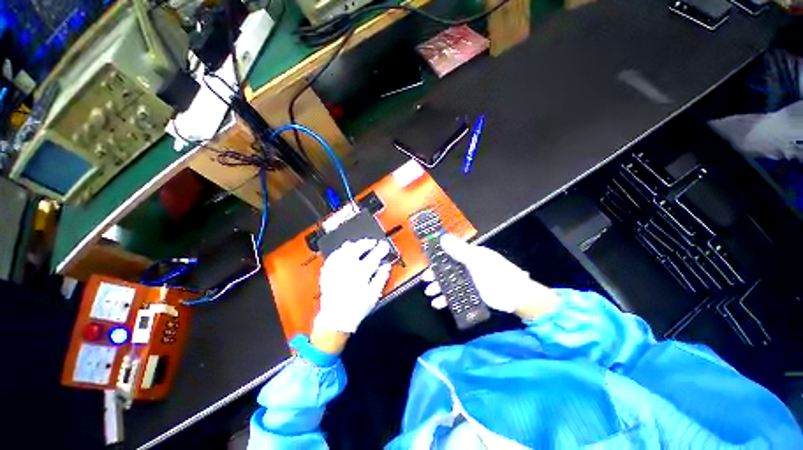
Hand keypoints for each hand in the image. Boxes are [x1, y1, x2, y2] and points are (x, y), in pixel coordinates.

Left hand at [313, 238, 391, 334]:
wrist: (335, 320)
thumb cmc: (356, 308)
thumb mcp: (373, 295)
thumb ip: (381, 278)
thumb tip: (386, 266)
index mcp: (360, 273)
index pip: (373, 256)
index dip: (380, 249)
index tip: (384, 245)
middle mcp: (347, 268)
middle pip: (357, 249)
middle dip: (366, 243)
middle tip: (372, 241)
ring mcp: (336, 269)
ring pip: (344, 250)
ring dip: (352, 245)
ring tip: (357, 243)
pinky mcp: (328, 273)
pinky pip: (332, 257)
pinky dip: (338, 252)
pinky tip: (342, 250)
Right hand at [423, 235, 557, 319]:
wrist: (516, 296)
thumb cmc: (495, 274)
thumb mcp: (476, 260)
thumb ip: (459, 250)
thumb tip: (442, 238)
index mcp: (469, 255)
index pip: (449, 253)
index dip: (437, 257)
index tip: (427, 262)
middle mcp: (467, 267)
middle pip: (447, 269)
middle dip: (435, 274)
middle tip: (425, 280)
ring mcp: (469, 281)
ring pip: (449, 283)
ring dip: (438, 287)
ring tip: (430, 294)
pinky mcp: (471, 294)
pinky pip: (455, 295)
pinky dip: (446, 299)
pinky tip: (438, 304)